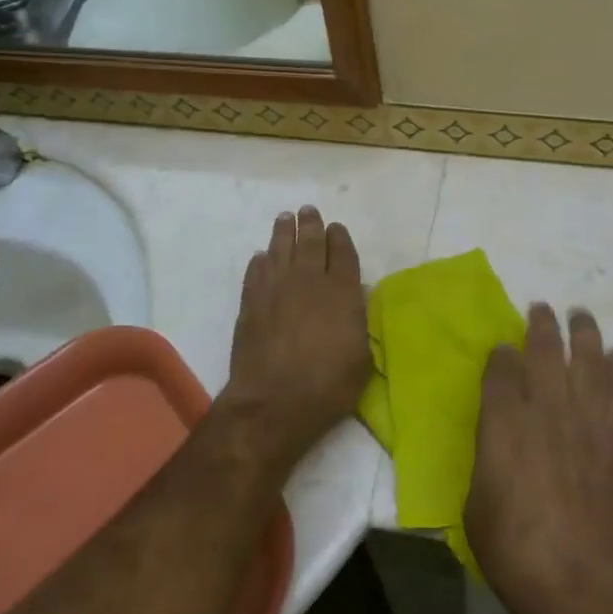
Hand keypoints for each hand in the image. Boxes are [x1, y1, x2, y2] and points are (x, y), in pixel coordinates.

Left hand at [219, 206, 370, 467]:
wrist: (273, 402)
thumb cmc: (327, 386)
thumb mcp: (361, 358)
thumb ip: (358, 323)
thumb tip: (354, 302)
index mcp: (343, 291)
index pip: (343, 252)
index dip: (339, 237)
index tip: (336, 227)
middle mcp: (310, 280)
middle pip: (311, 241)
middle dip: (311, 224)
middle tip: (308, 211)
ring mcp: (277, 288)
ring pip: (281, 248)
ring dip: (284, 231)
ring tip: (285, 218)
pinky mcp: (251, 302)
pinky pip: (256, 271)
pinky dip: (261, 261)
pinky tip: (262, 257)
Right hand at [464, 305, 612, 613]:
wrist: (582, 583)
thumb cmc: (515, 550)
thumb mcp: (476, 505)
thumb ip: (488, 460)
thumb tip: (498, 446)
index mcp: (503, 420)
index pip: (501, 368)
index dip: (501, 355)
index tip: (503, 350)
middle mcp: (546, 406)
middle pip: (545, 349)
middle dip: (541, 325)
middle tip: (541, 310)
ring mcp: (588, 419)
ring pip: (588, 358)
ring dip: (584, 332)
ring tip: (581, 316)